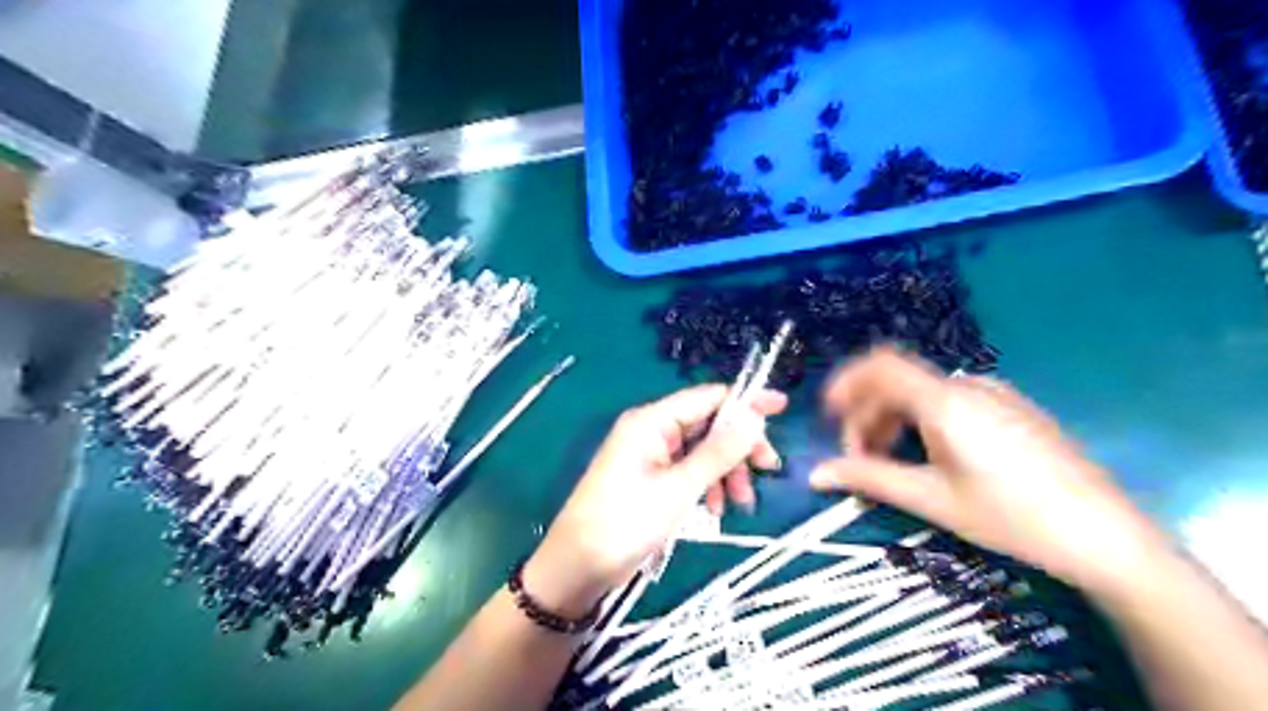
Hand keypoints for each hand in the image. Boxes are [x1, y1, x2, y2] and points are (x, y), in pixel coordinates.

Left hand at [522, 385, 782, 613]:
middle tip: (768, 469)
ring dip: (726, 471)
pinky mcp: (651, 479)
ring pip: (701, 451)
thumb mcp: (678, 488)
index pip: (708, 397)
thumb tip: (754, 416)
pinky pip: (688, 471)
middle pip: (707, 424)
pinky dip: (707, 485)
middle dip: (738, 446)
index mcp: (652, 421)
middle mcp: (651, 430)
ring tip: (742, 503)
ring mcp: (650, 455)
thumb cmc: (626, 522)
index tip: (782, 407)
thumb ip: (717, 451)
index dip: (746, 401)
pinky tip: (716, 510)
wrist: (578, 566)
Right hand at [817, 347, 1162, 591]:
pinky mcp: (1012, 408)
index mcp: (945, 401)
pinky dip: (923, 421)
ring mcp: (994, 394)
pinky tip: (931, 458)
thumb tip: (815, 474)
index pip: (881, 366)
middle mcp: (967, 385)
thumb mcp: (932, 498)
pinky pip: (950, 402)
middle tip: (859, 459)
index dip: (846, 381)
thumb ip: (868, 478)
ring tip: (892, 464)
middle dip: (868, 416)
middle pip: (898, 384)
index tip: (827, 414)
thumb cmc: (1011, 517)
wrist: (1106, 535)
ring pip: (923, 394)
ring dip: (894, 421)